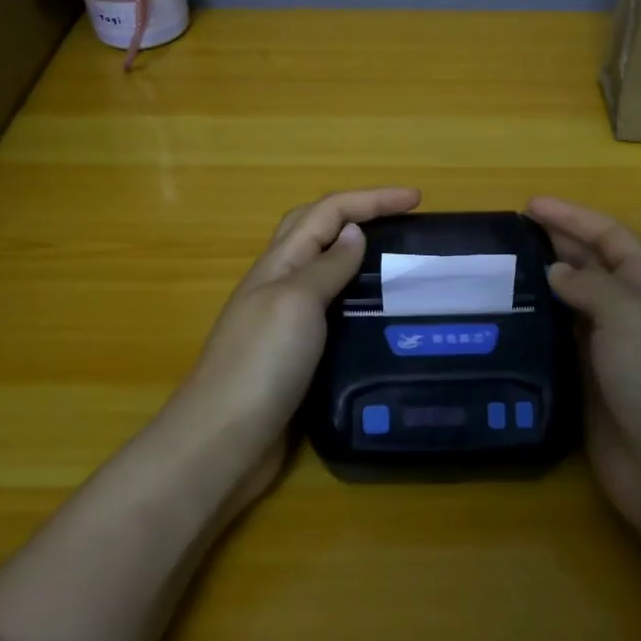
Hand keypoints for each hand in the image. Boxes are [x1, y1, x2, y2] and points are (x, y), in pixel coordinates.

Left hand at [178, 187, 420, 503]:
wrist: (223, 441)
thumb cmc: (261, 363)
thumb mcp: (297, 302)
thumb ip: (327, 266)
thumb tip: (355, 231)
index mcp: (280, 263)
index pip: (328, 211)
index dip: (372, 199)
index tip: (417, 199)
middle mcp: (280, 284)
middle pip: (318, 230)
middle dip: (360, 214)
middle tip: (403, 221)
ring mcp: (284, 321)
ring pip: (324, 271)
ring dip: (357, 256)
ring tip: (399, 265)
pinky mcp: (294, 356)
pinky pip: (329, 312)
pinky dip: (354, 300)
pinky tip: (378, 318)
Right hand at [526, 197, 640, 545]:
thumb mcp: (629, 316)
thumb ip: (590, 286)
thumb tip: (555, 271)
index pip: (611, 238)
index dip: (575, 217)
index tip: (531, 205)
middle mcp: (628, 315)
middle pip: (590, 267)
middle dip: (556, 244)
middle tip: (509, 232)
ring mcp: (607, 352)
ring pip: (570, 305)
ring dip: (541, 285)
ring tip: (499, 271)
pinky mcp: (586, 385)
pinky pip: (557, 344)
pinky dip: (535, 328)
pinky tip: (506, 322)